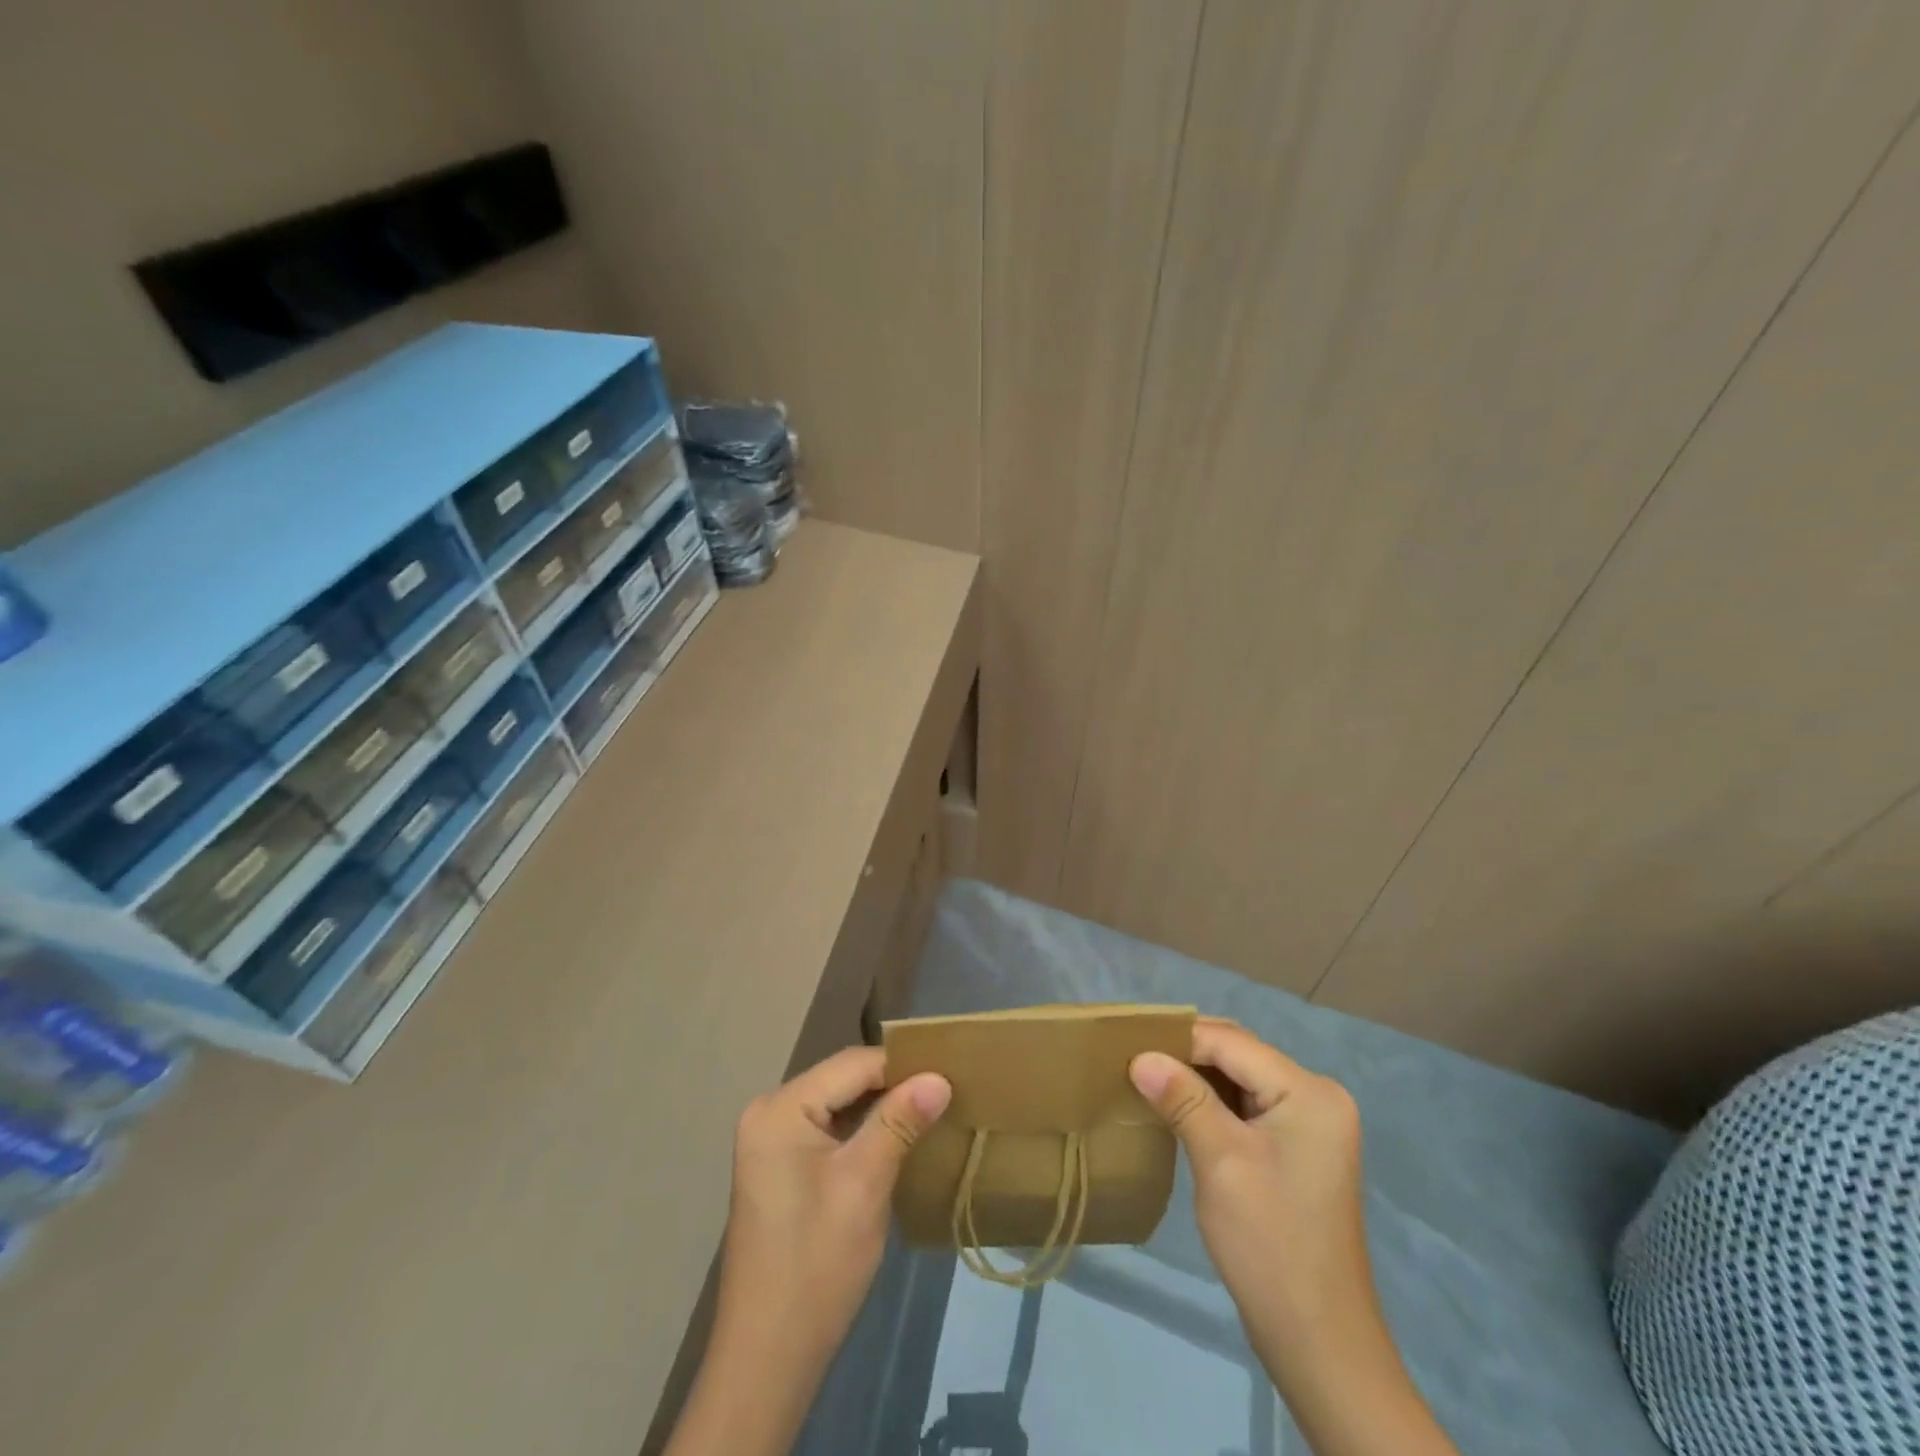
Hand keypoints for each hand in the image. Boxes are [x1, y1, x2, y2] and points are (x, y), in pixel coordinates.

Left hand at [718, 1046, 951, 1357]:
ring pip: (838, 1103)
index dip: (903, 1067)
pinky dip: (861, 1131)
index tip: (950, 1076)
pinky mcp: (779, 1166)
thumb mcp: (864, 1184)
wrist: (768, 1358)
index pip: (853, 1064)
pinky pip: (827, 1128)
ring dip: (881, 1108)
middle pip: (843, 1080)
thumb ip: (900, 1122)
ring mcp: (771, 1140)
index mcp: (780, 1108)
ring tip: (930, 1112)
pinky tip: (896, 1140)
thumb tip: (939, 1077)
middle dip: (893, 1086)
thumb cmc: (816, 1265)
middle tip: (945, 1094)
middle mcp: (769, 1111)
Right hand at [1131, 1021, 1457, 1455]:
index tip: (1127, 1045)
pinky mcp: (1297, 1148)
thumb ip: (1182, 1099)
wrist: (1318, 1342)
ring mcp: (1310, 1124)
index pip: (1232, 1043)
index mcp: (1309, 1092)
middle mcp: (1316, 1096)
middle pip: (1238, 1055)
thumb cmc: (1269, 1244)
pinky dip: (1211, 1103)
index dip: (1179, 1039)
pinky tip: (1177, 1108)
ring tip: (1146, 1079)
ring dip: (1195, 1078)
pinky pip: (1247, 1106)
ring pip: (1240, 1079)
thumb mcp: (1220, 1161)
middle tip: (1133, 1059)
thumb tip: (1139, 1056)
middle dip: (1186, 1054)